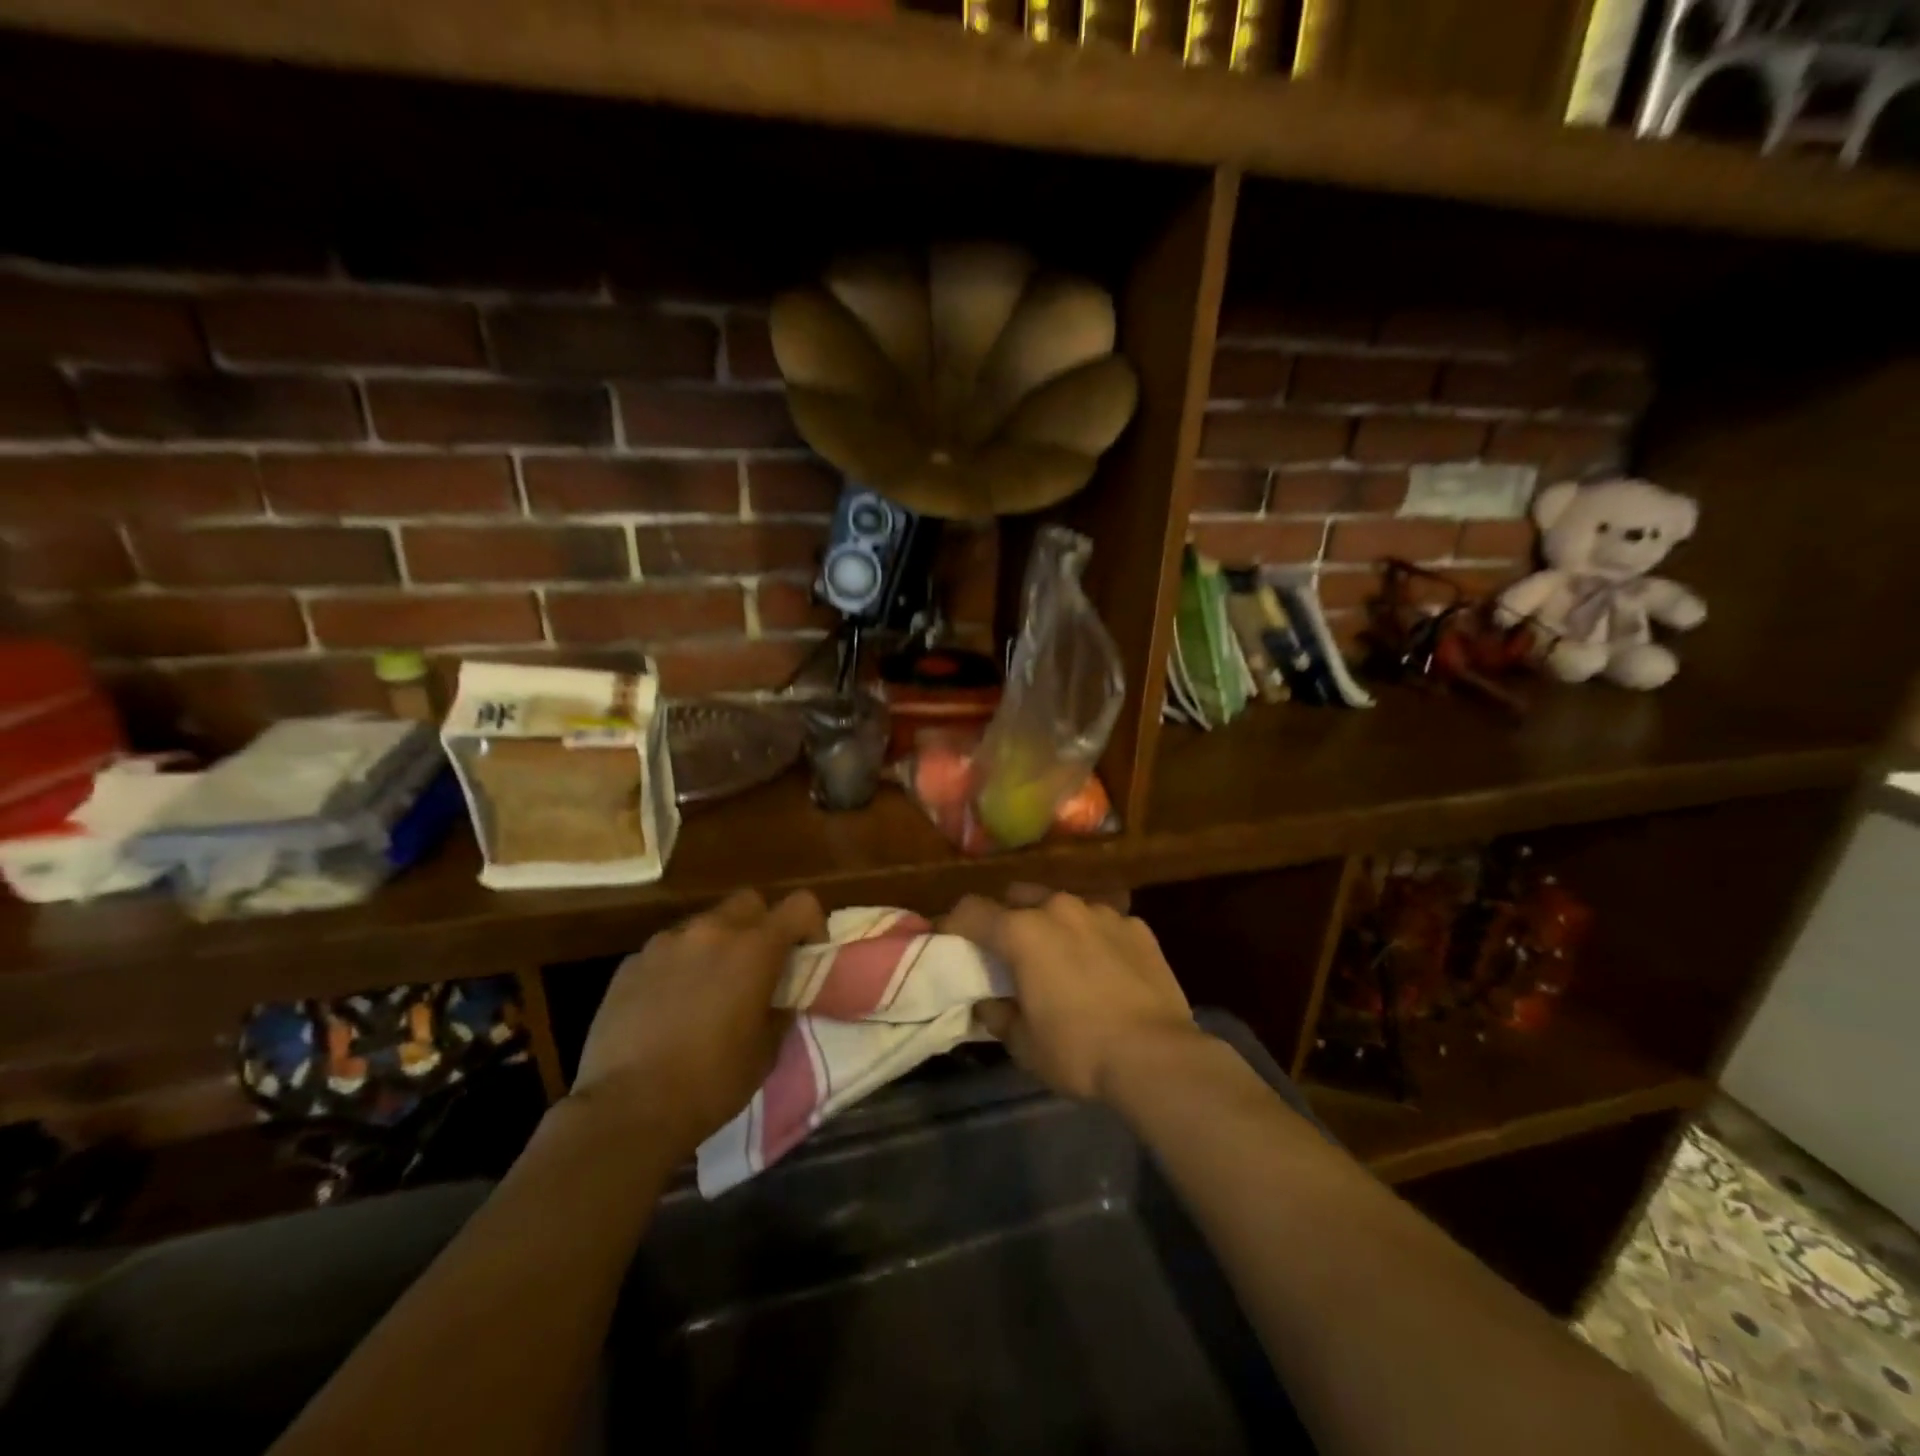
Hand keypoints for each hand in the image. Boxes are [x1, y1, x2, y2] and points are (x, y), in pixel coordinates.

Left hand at [570, 889, 825, 1155]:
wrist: (627, 1109)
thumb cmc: (712, 1081)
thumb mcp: (766, 1049)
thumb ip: (780, 1007)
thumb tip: (780, 996)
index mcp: (754, 948)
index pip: (801, 904)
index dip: (811, 924)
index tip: (806, 955)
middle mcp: (711, 931)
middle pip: (749, 901)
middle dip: (761, 925)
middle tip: (758, 966)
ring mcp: (666, 943)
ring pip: (704, 924)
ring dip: (716, 945)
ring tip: (709, 987)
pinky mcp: (631, 963)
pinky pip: (668, 950)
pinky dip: (679, 965)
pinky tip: (669, 1005)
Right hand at [942, 890, 1197, 1100]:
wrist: (1156, 1056)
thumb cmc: (1079, 1050)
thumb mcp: (1023, 1044)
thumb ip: (998, 1014)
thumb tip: (989, 1001)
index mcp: (1022, 932)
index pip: (971, 911)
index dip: (954, 924)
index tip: (949, 941)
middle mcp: (1059, 908)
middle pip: (1018, 897)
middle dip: (1006, 917)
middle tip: (1008, 951)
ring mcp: (1102, 912)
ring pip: (1063, 905)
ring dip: (1052, 925)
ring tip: (1060, 958)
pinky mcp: (1136, 925)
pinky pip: (1102, 922)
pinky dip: (1092, 937)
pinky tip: (1103, 968)